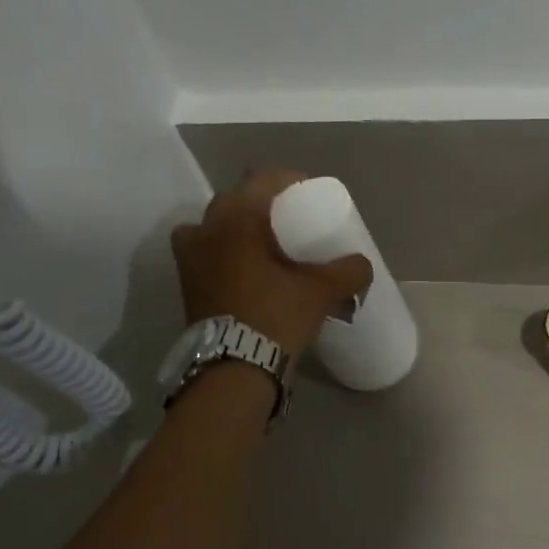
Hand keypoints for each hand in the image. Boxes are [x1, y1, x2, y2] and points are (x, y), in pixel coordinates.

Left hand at [171, 170, 372, 356]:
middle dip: (262, 205)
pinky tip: (245, 272)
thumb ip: (348, 271)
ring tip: (263, 247)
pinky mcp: (186, 284)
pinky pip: (205, 254)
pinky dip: (223, 255)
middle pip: (236, 200)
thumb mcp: (322, 291)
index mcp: (237, 219)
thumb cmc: (275, 316)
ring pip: (214, 227)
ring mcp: (189, 257)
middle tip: (289, 223)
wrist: (234, 368)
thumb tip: (362, 265)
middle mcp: (205, 229)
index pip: (263, 179)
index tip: (310, 195)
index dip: (290, 181)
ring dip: (237, 229)